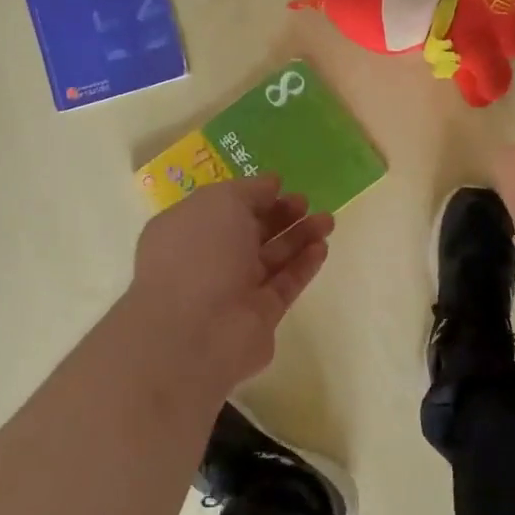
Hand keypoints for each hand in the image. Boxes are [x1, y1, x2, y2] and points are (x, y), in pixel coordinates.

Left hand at [127, 176, 333, 393]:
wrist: (195, 332)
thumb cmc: (199, 253)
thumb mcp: (222, 202)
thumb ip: (250, 189)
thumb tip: (272, 183)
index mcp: (187, 230)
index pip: (223, 208)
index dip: (253, 195)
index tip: (282, 185)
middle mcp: (207, 259)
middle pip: (250, 233)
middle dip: (280, 215)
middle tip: (306, 202)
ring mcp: (233, 290)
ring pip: (272, 258)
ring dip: (299, 237)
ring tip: (328, 220)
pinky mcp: (259, 316)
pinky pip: (284, 284)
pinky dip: (303, 265)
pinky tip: (322, 247)